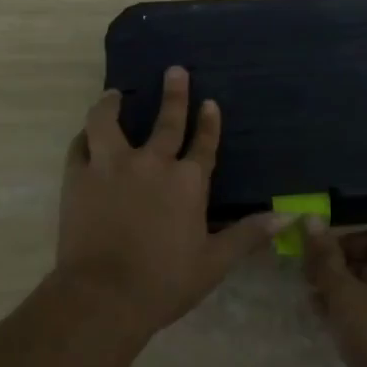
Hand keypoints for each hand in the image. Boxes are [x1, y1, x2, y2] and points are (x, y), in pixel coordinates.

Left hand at [56, 66, 282, 339]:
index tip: (209, 102)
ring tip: (114, 93)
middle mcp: (152, 163)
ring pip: (109, 121)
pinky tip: (87, 134)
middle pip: (166, 121)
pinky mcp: (79, 176)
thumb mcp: (214, 263)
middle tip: (175, 70)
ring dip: (112, 104)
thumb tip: (286, 217)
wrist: (104, 297)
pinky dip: (85, 136)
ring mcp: (112, 166)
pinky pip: (80, 145)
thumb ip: (248, 235)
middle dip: (174, 94)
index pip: (204, 144)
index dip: (208, 123)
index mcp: (188, 182)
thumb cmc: (164, 282)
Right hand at [303, 225, 366, 366]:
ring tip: (318, 309)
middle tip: (311, 285)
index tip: (316, 260)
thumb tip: (311, 220)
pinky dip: (361, 316)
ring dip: (346, 296)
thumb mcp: (344, 295)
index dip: (342, 244)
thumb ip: (325, 259)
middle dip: (339, 271)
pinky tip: (340, 332)